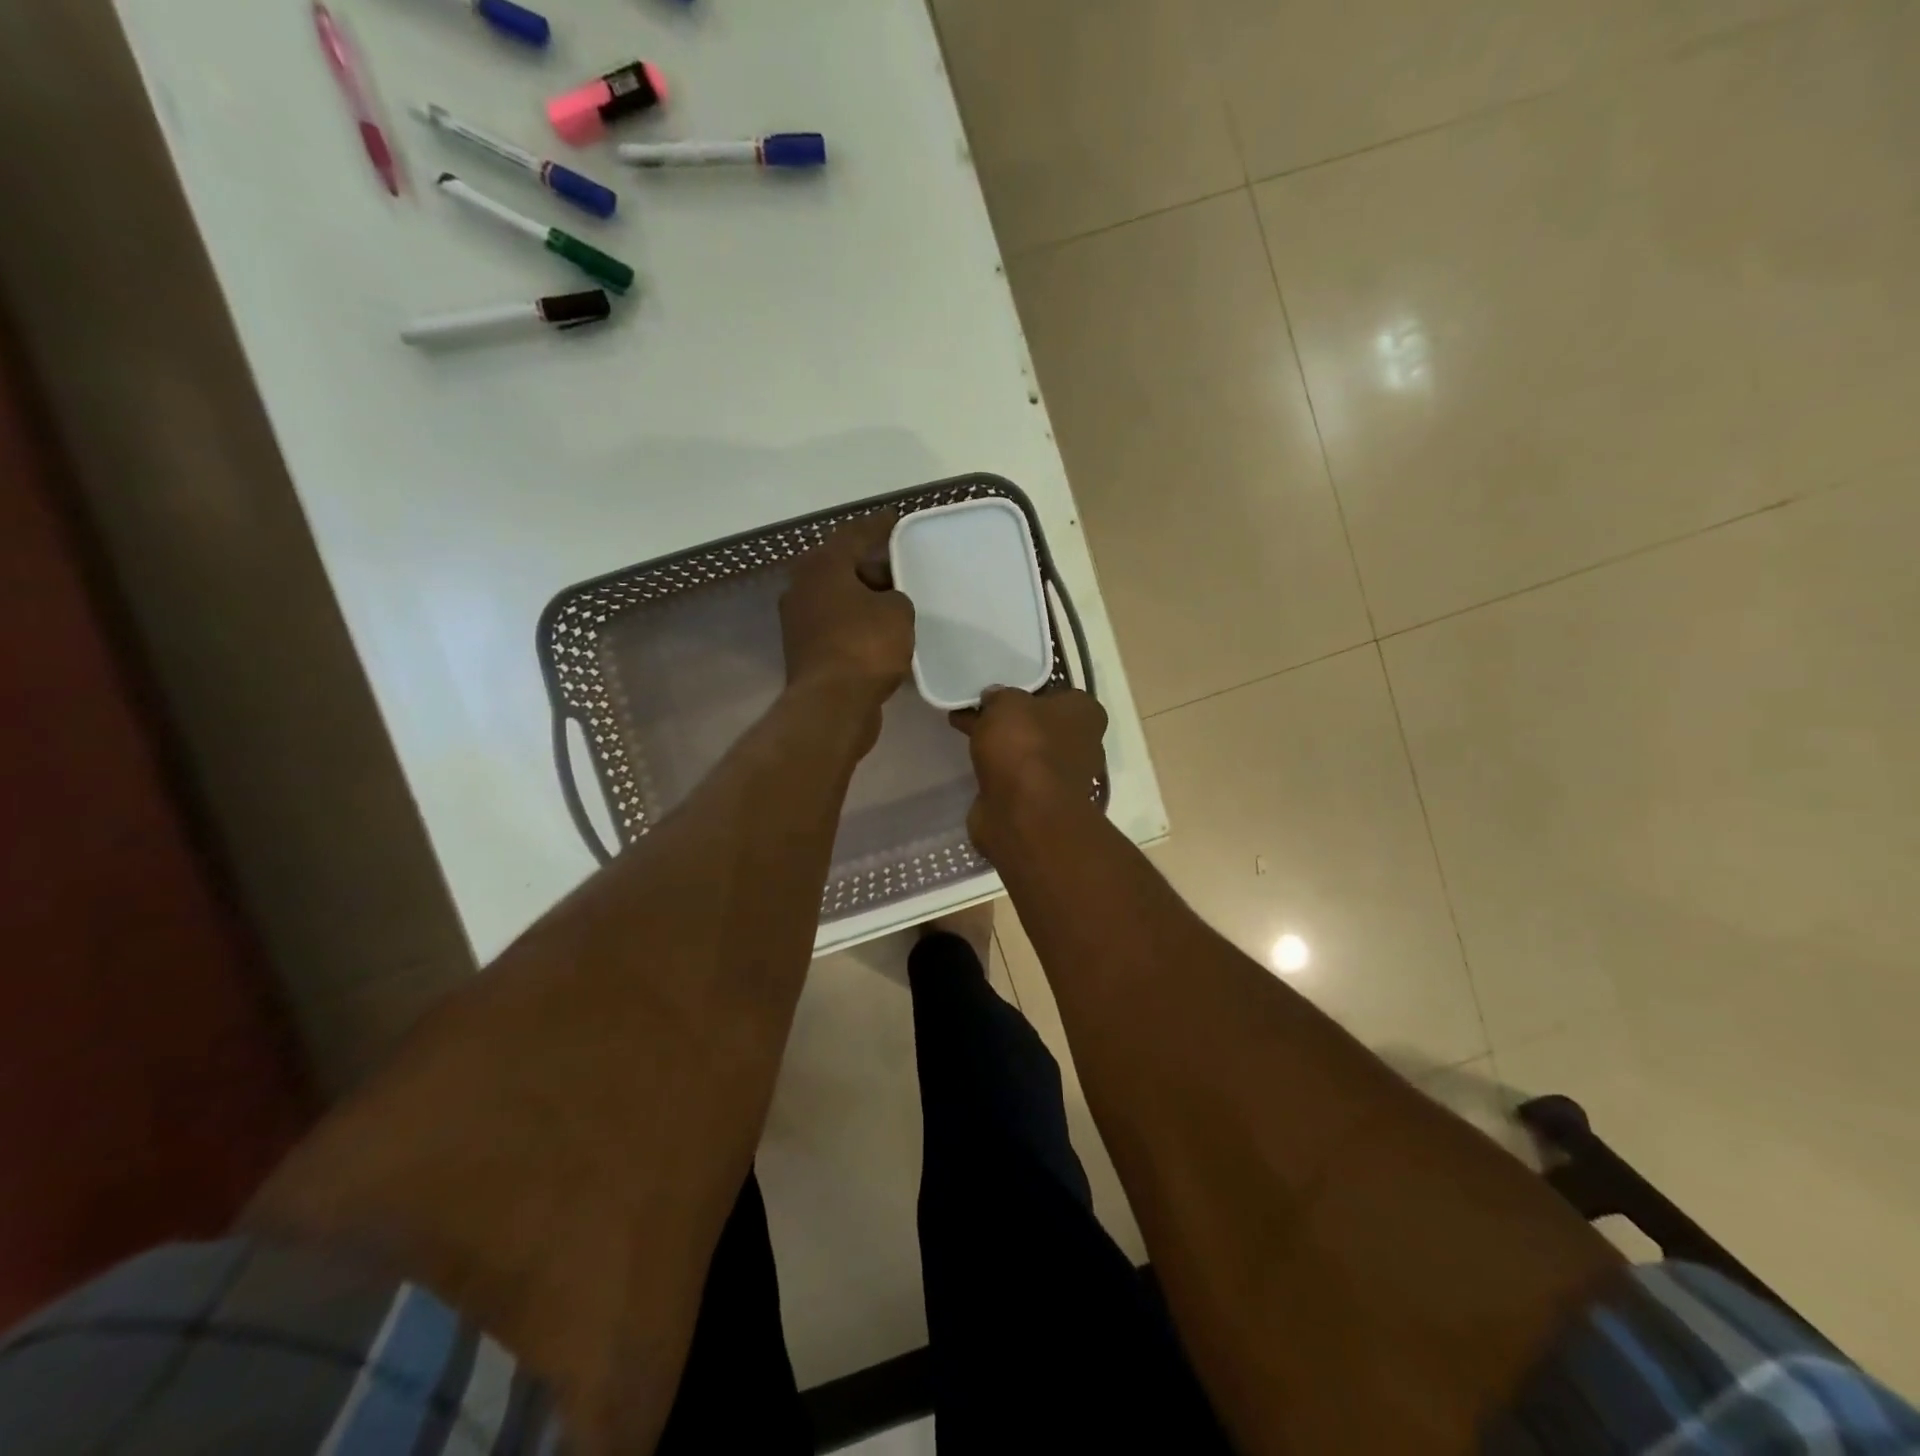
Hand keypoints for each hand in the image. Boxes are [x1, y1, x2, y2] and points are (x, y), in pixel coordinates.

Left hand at [780, 512, 915, 711]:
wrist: (832, 704)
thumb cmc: (865, 647)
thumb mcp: (898, 612)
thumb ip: (896, 597)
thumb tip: (884, 603)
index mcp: (822, 566)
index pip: (853, 534)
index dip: (877, 526)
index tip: (895, 519)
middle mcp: (802, 588)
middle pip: (841, 566)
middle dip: (870, 567)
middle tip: (900, 568)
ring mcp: (799, 622)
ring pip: (837, 598)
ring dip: (863, 599)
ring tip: (895, 603)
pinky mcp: (804, 651)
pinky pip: (837, 626)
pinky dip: (857, 625)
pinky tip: (880, 633)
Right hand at [950, 687, 1106, 857]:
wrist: (1025, 813)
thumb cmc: (1025, 745)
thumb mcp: (1006, 703)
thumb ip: (1000, 696)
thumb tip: (995, 699)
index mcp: (1085, 713)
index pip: (1060, 694)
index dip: (1030, 691)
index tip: (1002, 691)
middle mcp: (1082, 744)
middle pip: (1041, 724)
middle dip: (1011, 719)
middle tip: (977, 708)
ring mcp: (1062, 776)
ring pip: (1027, 751)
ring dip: (1002, 744)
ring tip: (964, 730)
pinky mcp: (1040, 801)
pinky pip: (1015, 775)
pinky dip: (996, 769)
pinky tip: (971, 761)